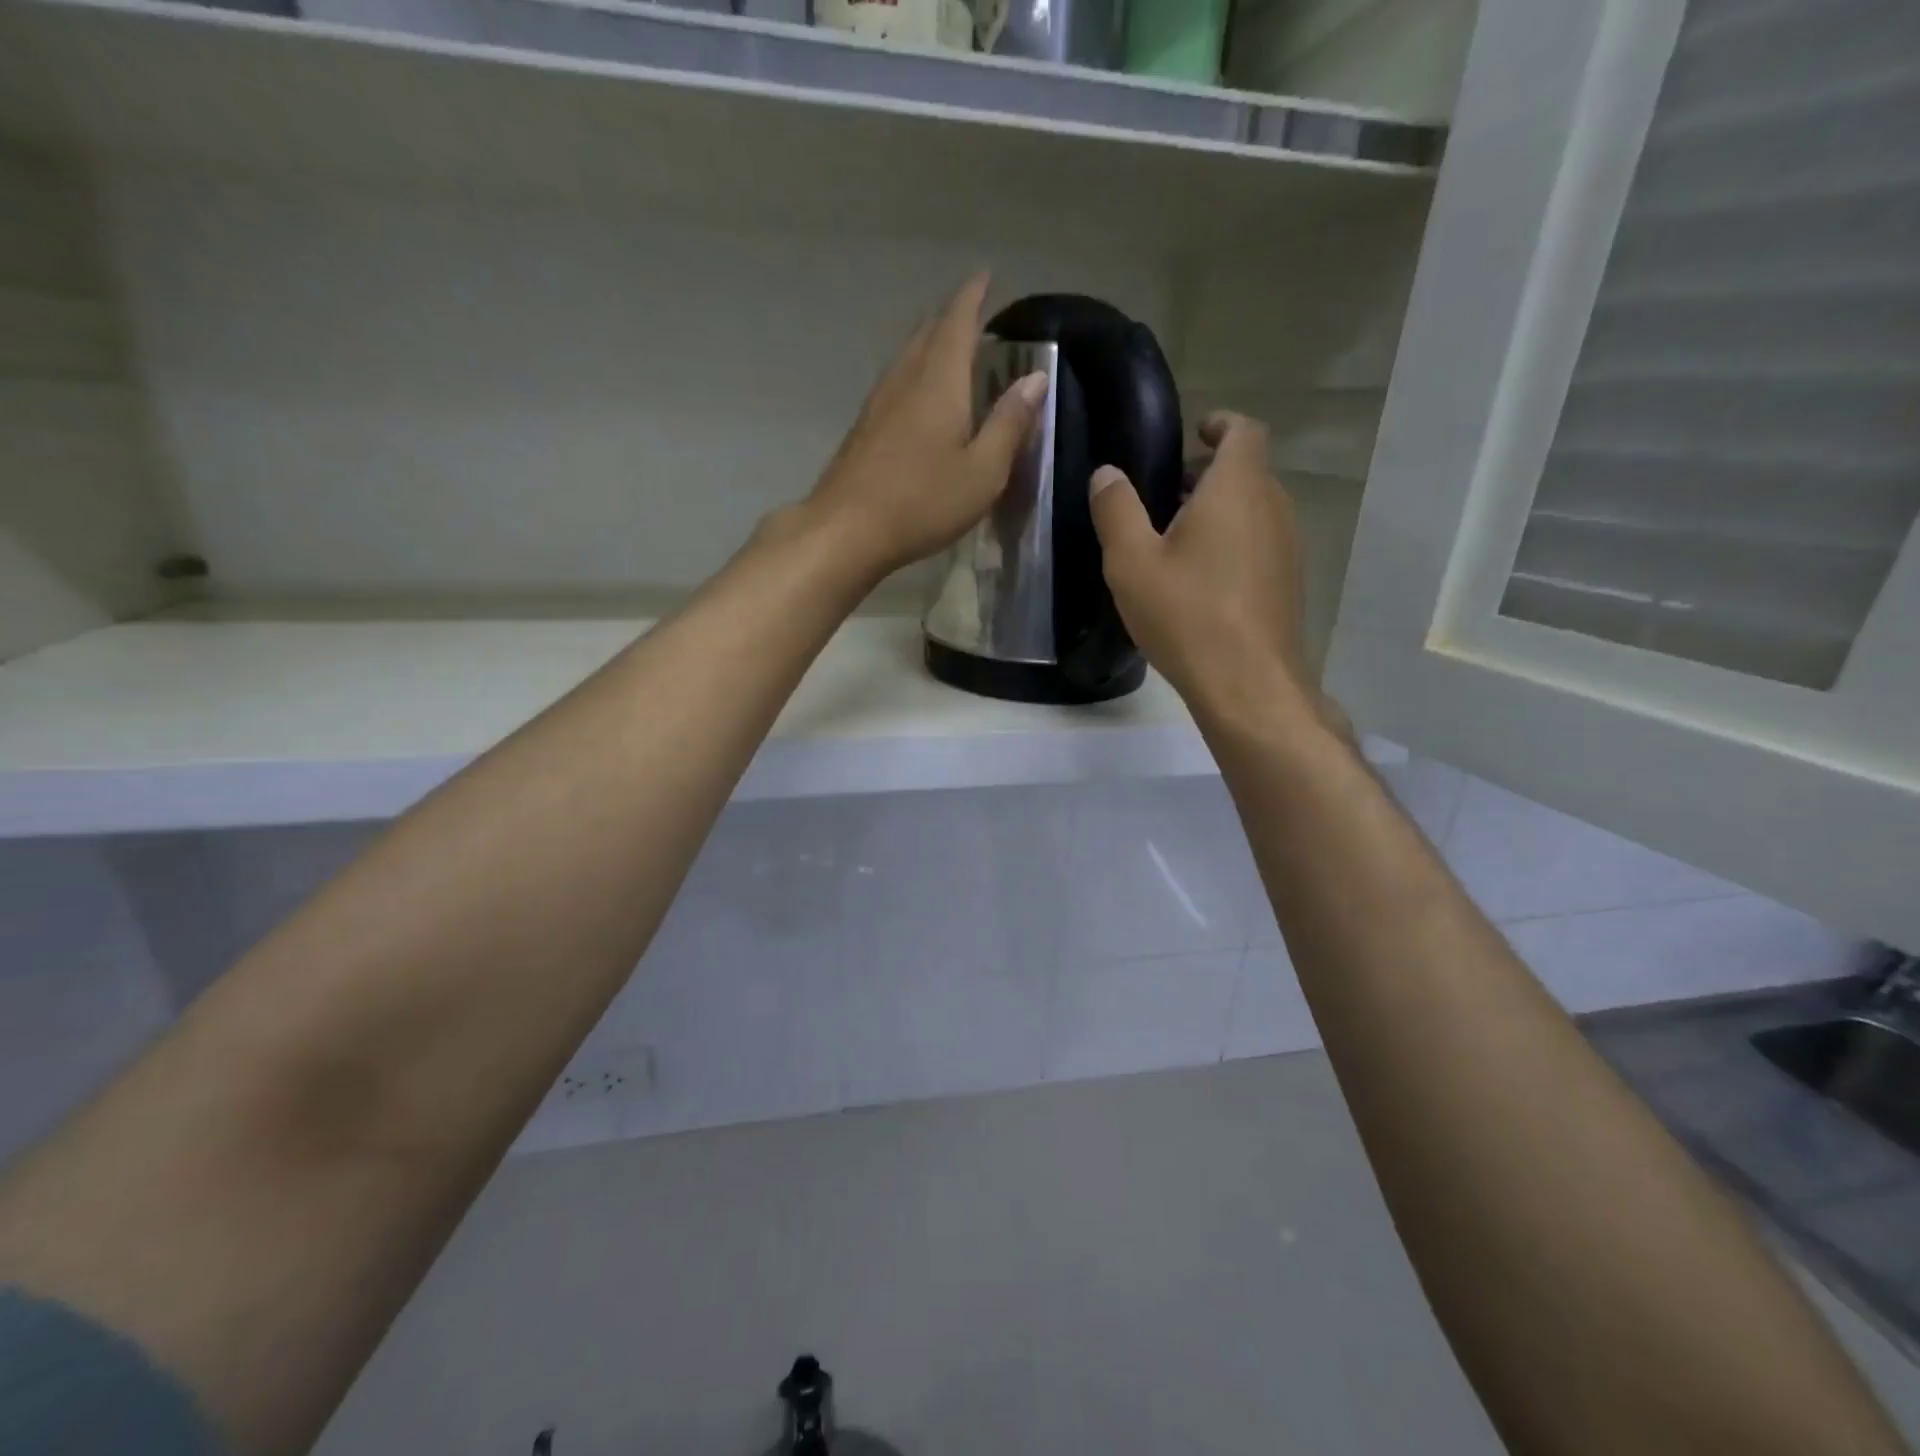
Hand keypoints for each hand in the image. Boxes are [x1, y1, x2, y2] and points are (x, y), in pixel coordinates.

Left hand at [798, 273, 1047, 581]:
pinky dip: (916, 373)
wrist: (846, 530)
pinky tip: (921, 395)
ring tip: (952, 348)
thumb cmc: (923, 501)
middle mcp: (905, 379)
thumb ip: (1010, 423)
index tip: (986, 276)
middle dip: (952, 316)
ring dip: (931, 343)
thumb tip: (1034, 378)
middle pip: (928, 332)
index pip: (957, 320)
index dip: (973, 296)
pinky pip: (896, 383)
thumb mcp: (983, 471)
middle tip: (974, 314)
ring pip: (908, 356)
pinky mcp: (864, 428)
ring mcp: (878, 403)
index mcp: (939, 380)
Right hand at [1089, 412, 1339, 733]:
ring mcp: (1287, 546)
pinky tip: (1199, 580)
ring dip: (1219, 511)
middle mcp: (1273, 507)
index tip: (1194, 433)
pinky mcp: (1288, 582)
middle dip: (1208, 473)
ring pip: (1254, 509)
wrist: (1247, 683)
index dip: (1220, 425)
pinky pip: (1259, 542)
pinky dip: (1232, 542)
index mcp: (1237, 488)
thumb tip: (1107, 474)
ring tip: (1175, 538)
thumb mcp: (1131, 562)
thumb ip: (1116, 510)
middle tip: (1164, 492)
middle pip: (1247, 471)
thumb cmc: (1187, 614)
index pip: (1243, 431)